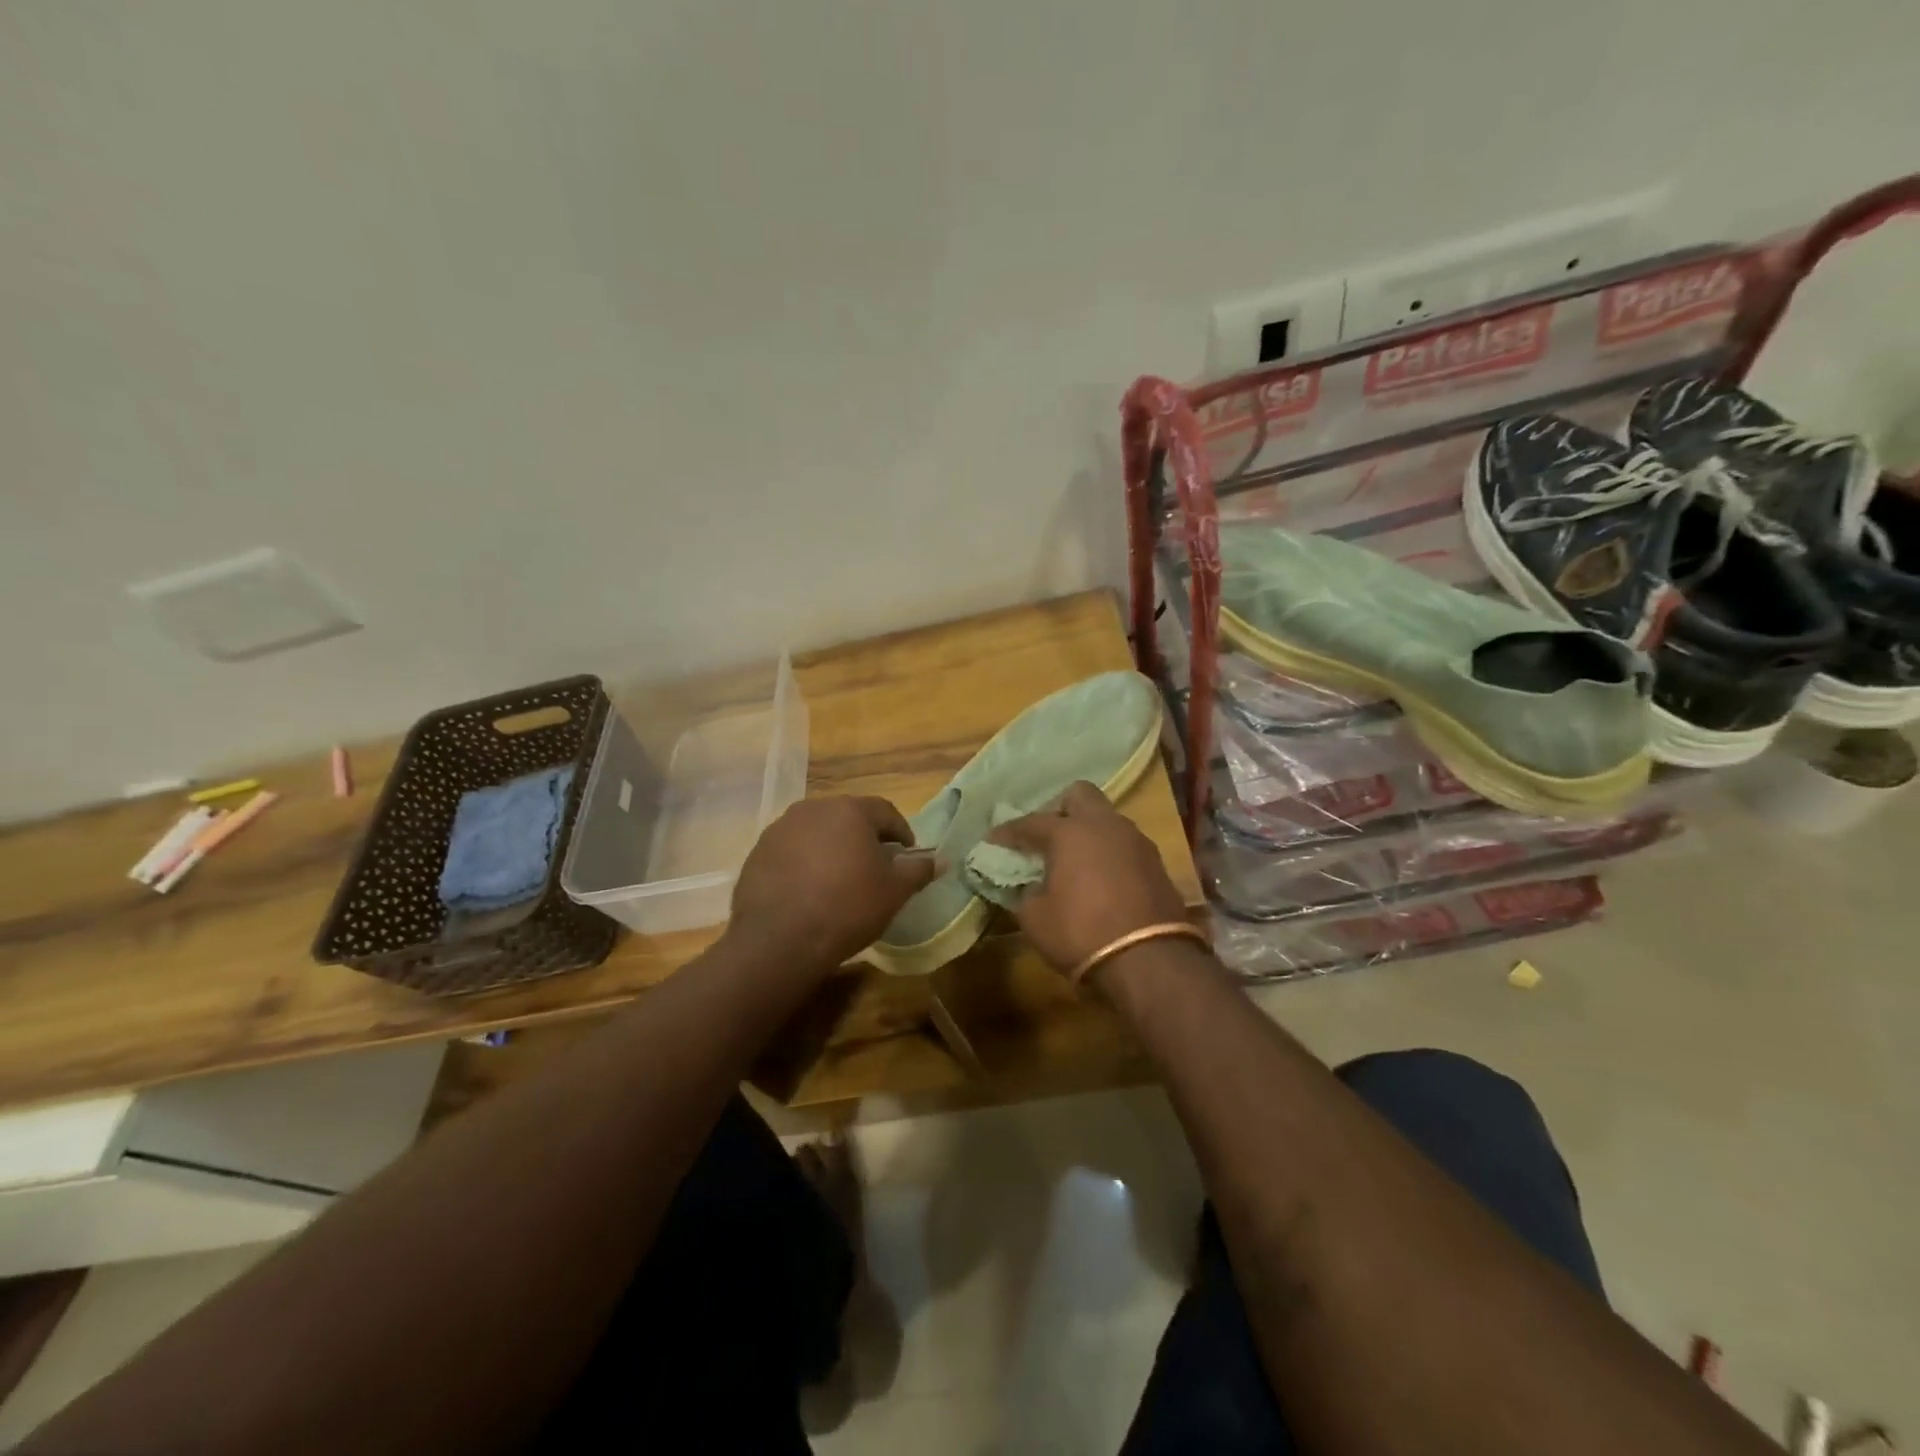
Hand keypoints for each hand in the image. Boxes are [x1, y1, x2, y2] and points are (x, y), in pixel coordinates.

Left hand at [727, 796, 938, 972]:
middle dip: (864, 838)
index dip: (901, 832)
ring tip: (839, 880)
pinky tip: (808, 891)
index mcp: (850, 811)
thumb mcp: (894, 892)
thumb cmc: (847, 908)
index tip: (906, 855)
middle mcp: (813, 808)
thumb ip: (918, 870)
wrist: (778, 940)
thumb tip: (940, 859)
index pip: (886, 811)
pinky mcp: (758, 851)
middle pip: (848, 817)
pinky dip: (804, 862)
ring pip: (817, 832)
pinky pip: (791, 850)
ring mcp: (781, 828)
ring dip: (832, 848)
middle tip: (874, 867)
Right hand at [984, 781, 1189, 976]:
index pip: (1030, 822)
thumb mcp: (1034, 918)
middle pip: (1079, 795)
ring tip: (1073, 860)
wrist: (1149, 961)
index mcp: (1069, 832)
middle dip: (1057, 810)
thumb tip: (1027, 887)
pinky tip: (1100, 878)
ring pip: (1106, 819)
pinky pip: (1124, 844)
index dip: (1008, 832)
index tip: (993, 841)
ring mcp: (1136, 841)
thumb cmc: (1080, 933)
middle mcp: (1104, 825)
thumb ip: (1025, 893)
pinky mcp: (1156, 863)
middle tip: (1044, 837)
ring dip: (1087, 832)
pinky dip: (1108, 853)